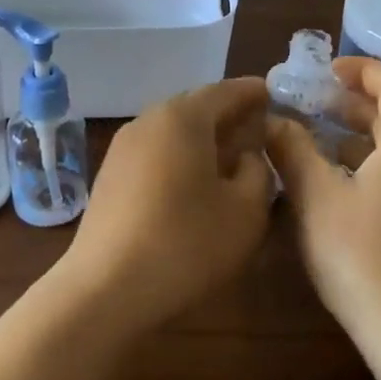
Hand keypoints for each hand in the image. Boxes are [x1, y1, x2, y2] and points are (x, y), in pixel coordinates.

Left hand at [59, 77, 273, 331]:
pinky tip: (194, 184)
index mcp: (184, 117)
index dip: (253, 93)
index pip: (226, 91)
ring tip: (231, 159)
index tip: (275, 95)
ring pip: (174, 131)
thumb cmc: (186, 243)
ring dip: (204, 139)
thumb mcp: (246, 211)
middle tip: (258, 130)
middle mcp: (150, 120)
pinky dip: (180, 157)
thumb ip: (258, 172)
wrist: (105, 288)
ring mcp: (123, 147)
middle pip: (197, 107)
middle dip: (229, 116)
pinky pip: (155, 152)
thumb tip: (247, 156)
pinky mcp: (110, 175)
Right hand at [267, 58, 380, 349]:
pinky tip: (332, 186)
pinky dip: (365, 166)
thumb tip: (272, 119)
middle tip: (312, 100)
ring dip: (357, 136)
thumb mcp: (316, 197)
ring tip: (314, 138)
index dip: (363, 69)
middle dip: (353, 103)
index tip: (327, 68)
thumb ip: (292, 150)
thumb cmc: (363, 255)